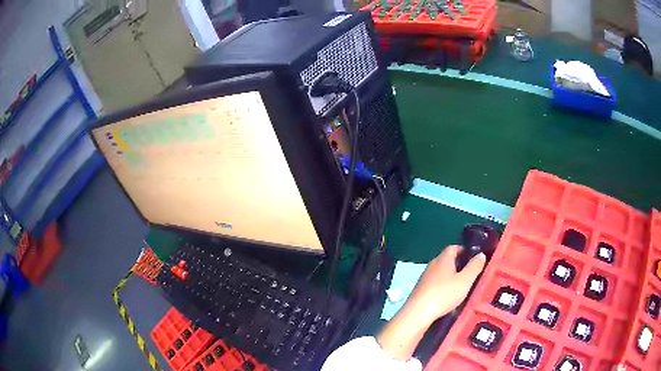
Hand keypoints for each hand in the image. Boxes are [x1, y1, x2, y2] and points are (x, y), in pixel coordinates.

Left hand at [375, 245, 486, 360]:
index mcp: (443, 259)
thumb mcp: (465, 280)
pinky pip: (436, 286)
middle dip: (459, 265)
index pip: (454, 247)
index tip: (474, 257)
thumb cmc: (443, 294)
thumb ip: (474, 267)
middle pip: (447, 261)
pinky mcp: (420, 291)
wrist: (418, 313)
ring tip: (463, 287)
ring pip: (441, 274)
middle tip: (471, 273)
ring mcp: (425, 278)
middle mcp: (432, 265)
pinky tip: (450, 299)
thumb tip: (481, 254)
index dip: (464, 250)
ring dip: (451, 278)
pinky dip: (444, 289)